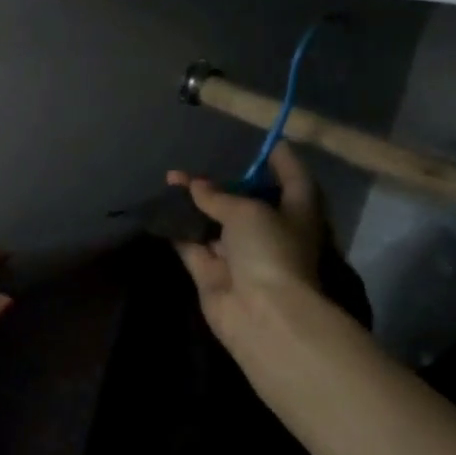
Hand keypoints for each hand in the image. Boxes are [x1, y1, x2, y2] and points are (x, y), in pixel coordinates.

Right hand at [168, 145, 328, 356]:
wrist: (261, 313)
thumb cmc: (270, 251)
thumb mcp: (247, 211)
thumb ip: (218, 196)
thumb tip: (194, 185)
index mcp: (296, 212)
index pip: (293, 178)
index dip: (281, 159)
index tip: (265, 142)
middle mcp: (270, 231)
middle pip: (246, 201)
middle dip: (222, 184)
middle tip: (195, 165)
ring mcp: (239, 254)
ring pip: (213, 222)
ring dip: (193, 204)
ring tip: (169, 181)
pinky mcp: (212, 272)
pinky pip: (192, 244)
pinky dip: (177, 230)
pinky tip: (159, 211)